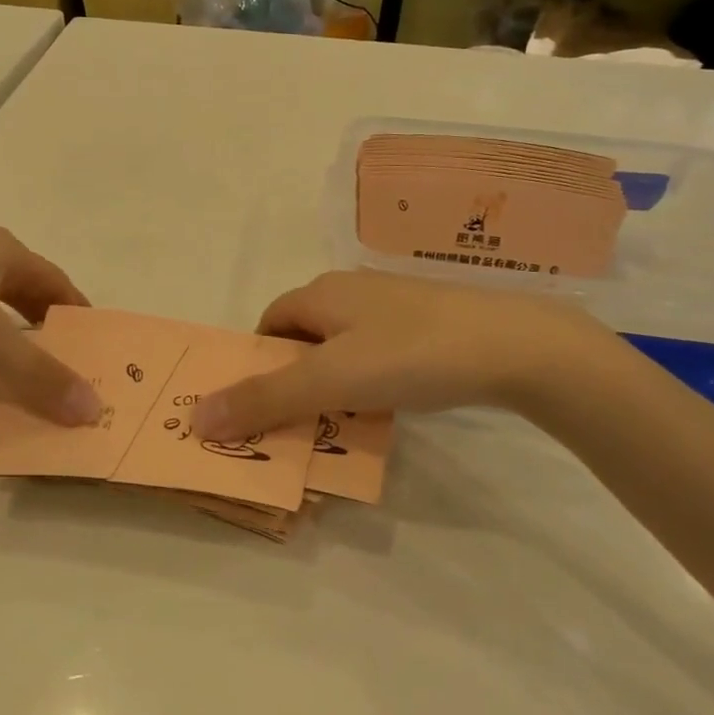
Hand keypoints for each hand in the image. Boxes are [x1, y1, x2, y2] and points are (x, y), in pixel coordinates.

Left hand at [0, 224, 101, 425]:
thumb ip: (36, 373)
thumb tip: (91, 409)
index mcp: (5, 250)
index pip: (57, 282)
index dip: (77, 311)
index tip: (92, 343)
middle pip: (26, 285)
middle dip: (45, 319)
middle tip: (61, 357)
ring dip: (10, 322)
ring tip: (18, 356)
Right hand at [192, 270, 625, 440]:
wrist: (516, 344)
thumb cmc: (410, 354)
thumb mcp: (330, 381)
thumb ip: (264, 400)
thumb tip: (197, 417)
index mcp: (321, 293)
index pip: (269, 324)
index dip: (257, 364)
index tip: (262, 408)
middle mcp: (352, 291)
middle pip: (304, 337)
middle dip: (293, 379)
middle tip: (297, 424)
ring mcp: (394, 306)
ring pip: (343, 347)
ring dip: (332, 384)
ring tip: (341, 423)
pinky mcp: (428, 323)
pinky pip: (378, 353)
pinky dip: (369, 381)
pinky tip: (388, 406)